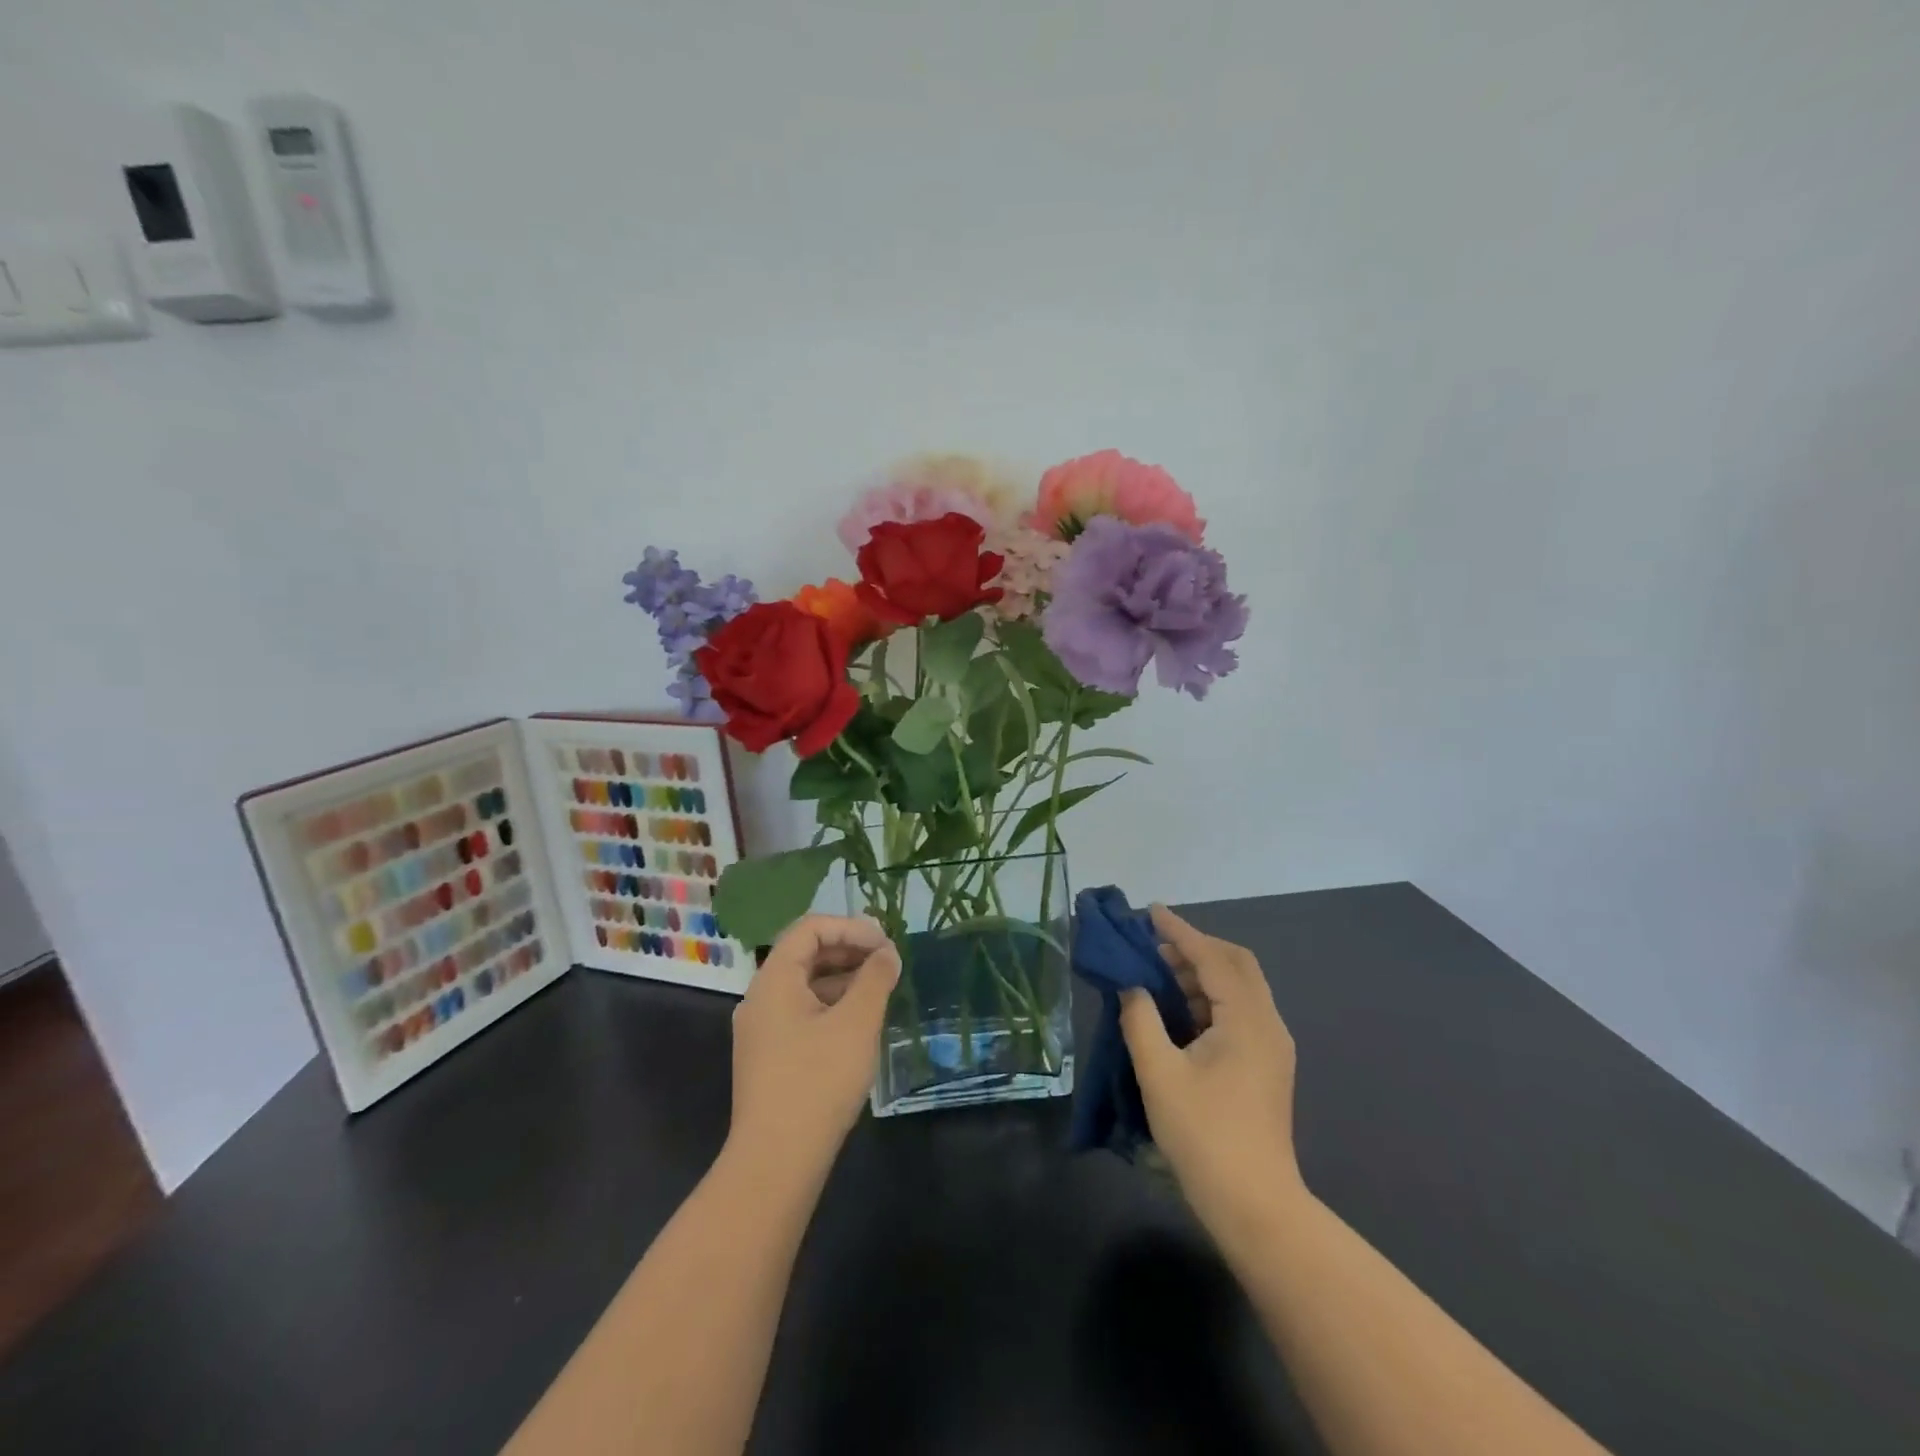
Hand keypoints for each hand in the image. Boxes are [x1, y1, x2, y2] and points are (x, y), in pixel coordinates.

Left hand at [727, 914, 899, 1176]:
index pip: (810, 929)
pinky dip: (831, 1006)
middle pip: (804, 955)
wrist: (776, 1161)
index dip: (851, 928)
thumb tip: (887, 954)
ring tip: (880, 991)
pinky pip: (801, 1013)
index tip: (885, 945)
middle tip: (888, 963)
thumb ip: (875, 979)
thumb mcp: (857, 1023)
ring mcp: (761, 1030)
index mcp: (773, 980)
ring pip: (804, 986)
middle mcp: (760, 998)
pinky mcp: (769, 1057)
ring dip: (843, 979)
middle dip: (849, 951)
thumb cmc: (818, 1081)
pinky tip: (859, 1024)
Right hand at [1120, 905, 1304, 1240]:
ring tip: (1158, 974)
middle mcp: (1267, 1025)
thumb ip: (1140, 1020)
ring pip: (1239, 989)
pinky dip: (1209, 998)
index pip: (1212, 958)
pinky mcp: (1266, 1066)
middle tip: (1154, 945)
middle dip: (1195, 947)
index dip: (1180, 931)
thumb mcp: (1159, 1074)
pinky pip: (1238, 1012)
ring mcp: (1271, 1047)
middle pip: (1236, 965)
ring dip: (1201, 973)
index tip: (1150, 911)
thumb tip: (1132, 987)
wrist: (1255, 1206)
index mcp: (1247, 1020)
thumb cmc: (1204, 1136)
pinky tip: (1178, 1011)